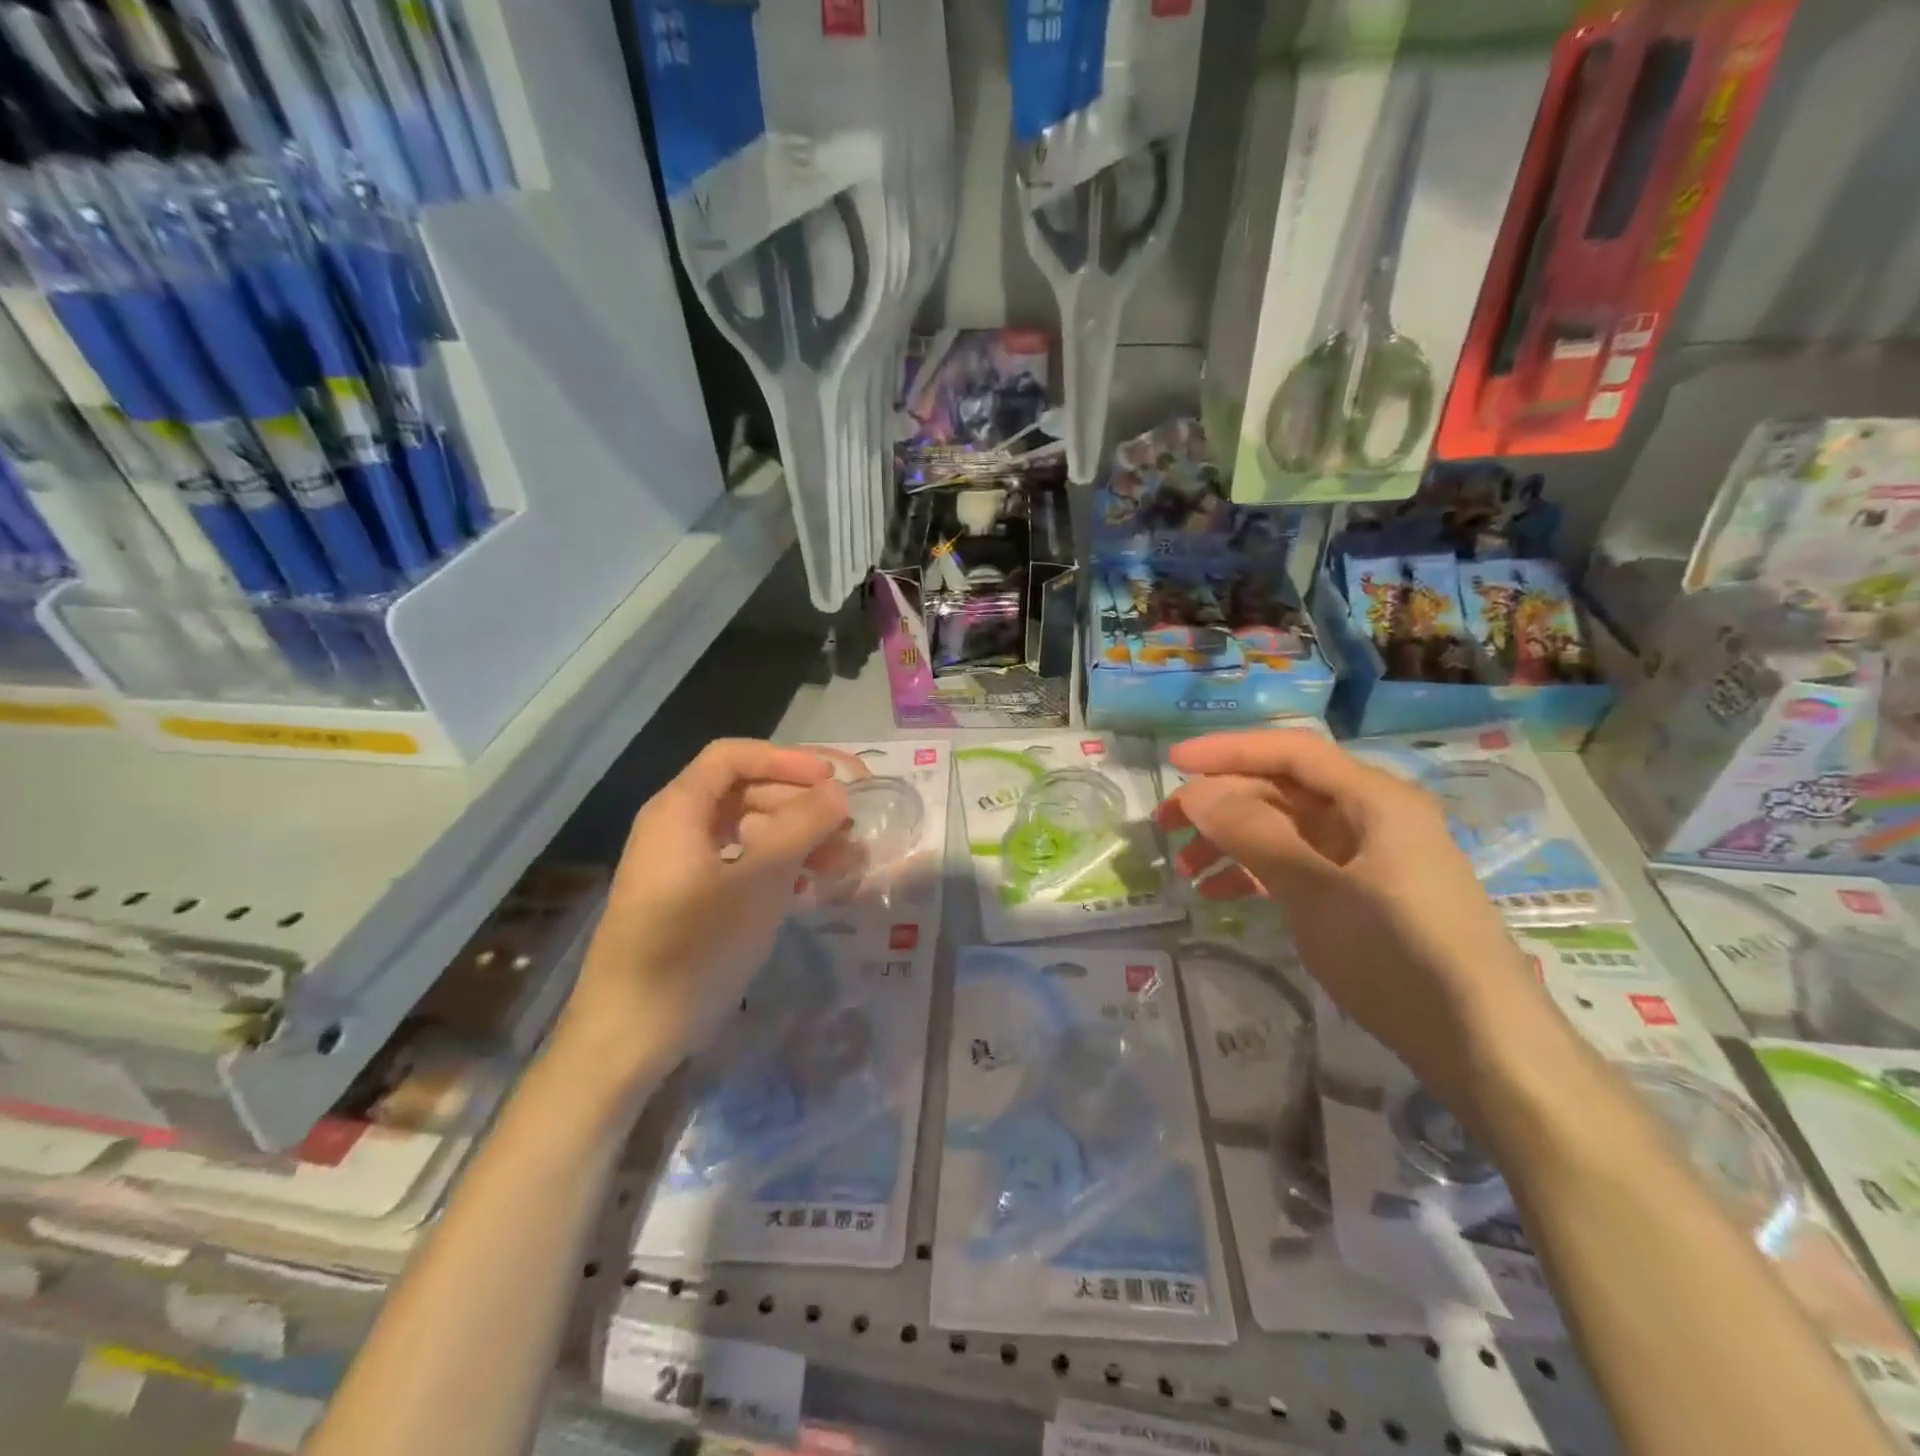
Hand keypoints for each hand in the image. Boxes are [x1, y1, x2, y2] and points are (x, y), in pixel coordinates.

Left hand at [553, 740, 848, 1091]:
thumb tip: (838, 790)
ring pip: (747, 831)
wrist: (629, 1036)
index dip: (787, 760)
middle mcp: (676, 828)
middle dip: (800, 803)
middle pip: (744, 792)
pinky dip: (777, 867)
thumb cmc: (693, 948)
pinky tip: (811, 887)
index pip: (734, 756)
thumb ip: (801, 827)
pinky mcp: (689, 901)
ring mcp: (681, 866)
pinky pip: (740, 865)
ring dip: (796, 838)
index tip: (834, 780)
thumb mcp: (758, 882)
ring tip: (843, 861)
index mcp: (679, 810)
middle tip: (850, 826)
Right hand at [1157, 731, 1541, 1109]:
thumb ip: (1252, 834)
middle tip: (1168, 824)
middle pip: (1285, 789)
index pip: (1290, 752)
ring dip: (1234, 840)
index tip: (1173, 764)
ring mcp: (1370, 858)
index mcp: (1375, 798)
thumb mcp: (1316, 890)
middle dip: (1223, 802)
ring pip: (1287, 830)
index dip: (1228, 750)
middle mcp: (1373, 816)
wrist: (1484, 1047)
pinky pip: (1301, 866)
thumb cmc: (1399, 953)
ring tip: (1186, 868)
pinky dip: (1259, 873)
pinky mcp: (1365, 895)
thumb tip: (1196, 792)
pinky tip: (1221, 894)